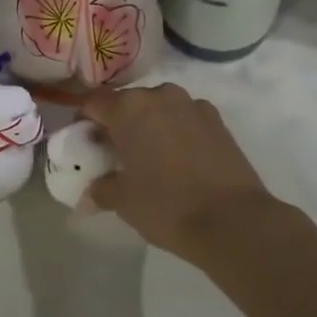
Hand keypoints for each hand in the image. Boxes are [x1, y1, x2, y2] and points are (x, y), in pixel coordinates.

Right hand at [80, 83, 273, 259]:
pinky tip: (180, 159)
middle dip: (118, 123)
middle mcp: (159, 96)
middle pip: (128, 102)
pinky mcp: (218, 120)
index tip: (83, 142)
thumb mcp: (123, 201)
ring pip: (159, 108)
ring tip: (150, 156)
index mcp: (128, 108)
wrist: (232, 220)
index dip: (83, 120)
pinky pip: (186, 118)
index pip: (94, 102)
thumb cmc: (166, 205)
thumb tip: (90, 192)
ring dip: (150, 125)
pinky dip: (177, 131)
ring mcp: (192, 105)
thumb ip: (101, 189)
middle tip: (115, 152)